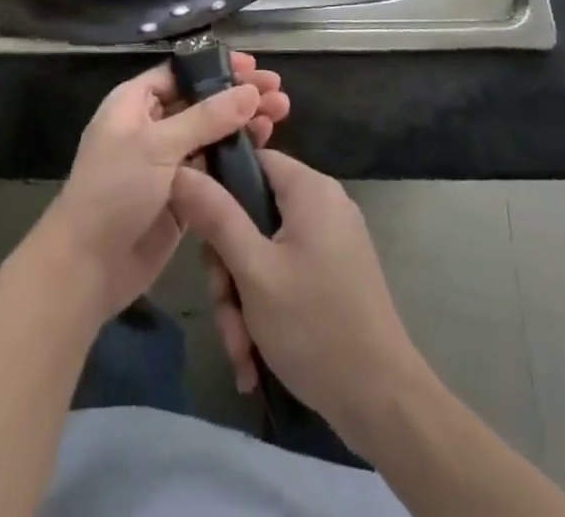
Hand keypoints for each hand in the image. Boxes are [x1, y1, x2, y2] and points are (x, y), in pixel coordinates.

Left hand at [30, 54, 288, 324]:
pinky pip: (212, 168)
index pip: (180, 73)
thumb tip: (250, 91)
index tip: (253, 66)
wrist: (87, 267)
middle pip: (201, 102)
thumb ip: (206, 118)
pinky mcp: (181, 196)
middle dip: (238, 96)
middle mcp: (151, 127)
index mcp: (134, 103)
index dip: (216, 67)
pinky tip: (265, 150)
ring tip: (281, 115)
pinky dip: (236, 158)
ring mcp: (166, 163)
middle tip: (278, 93)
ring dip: (243, 124)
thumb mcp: (157, 146)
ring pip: (211, 135)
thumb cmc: (114, 191)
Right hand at [171, 149, 423, 446]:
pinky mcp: (334, 275)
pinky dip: (266, 310)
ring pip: (264, 253)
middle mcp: (322, 205)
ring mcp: (331, 242)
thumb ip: (216, 216)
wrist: (384, 403)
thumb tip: (180, 170)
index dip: (216, 187)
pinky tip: (254, 357)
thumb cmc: (314, 326)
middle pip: (252, 215)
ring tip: (240, 350)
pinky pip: (285, 275)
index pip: (250, 161)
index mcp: (309, 189)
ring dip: (242, 300)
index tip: (194, 229)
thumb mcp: (253, 271)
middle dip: (228, 269)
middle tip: (224, 311)